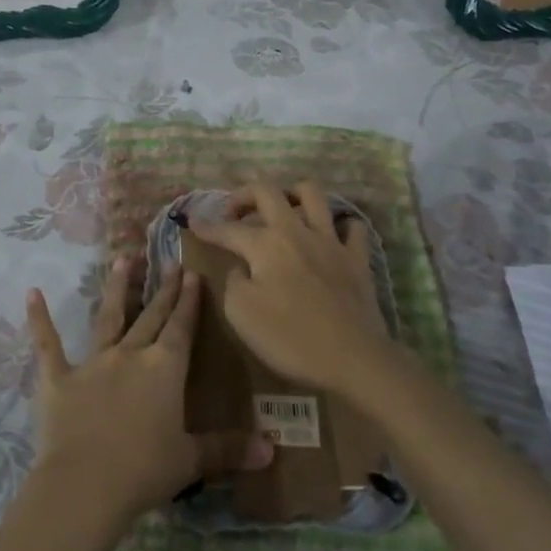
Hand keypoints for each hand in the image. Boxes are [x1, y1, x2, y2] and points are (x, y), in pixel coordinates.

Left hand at [26, 257, 271, 525]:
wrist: (85, 485)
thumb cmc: (144, 471)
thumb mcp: (191, 460)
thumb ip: (229, 449)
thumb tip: (272, 448)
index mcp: (164, 370)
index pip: (181, 327)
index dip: (188, 301)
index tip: (192, 273)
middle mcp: (131, 355)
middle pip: (151, 316)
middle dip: (163, 289)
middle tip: (169, 261)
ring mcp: (93, 363)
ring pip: (108, 317)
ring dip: (116, 288)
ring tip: (122, 259)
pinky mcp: (59, 378)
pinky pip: (48, 344)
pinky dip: (39, 319)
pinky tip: (31, 293)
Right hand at [184, 180, 397, 393]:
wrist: (352, 359)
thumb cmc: (290, 338)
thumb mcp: (241, 314)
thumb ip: (234, 282)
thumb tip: (242, 268)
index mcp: (266, 244)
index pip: (229, 229)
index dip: (207, 226)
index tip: (193, 222)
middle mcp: (297, 231)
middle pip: (268, 191)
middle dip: (244, 195)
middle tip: (234, 211)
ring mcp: (331, 241)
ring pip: (312, 195)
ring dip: (291, 194)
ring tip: (281, 208)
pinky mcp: (357, 259)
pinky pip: (352, 227)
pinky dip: (339, 225)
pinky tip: (330, 235)